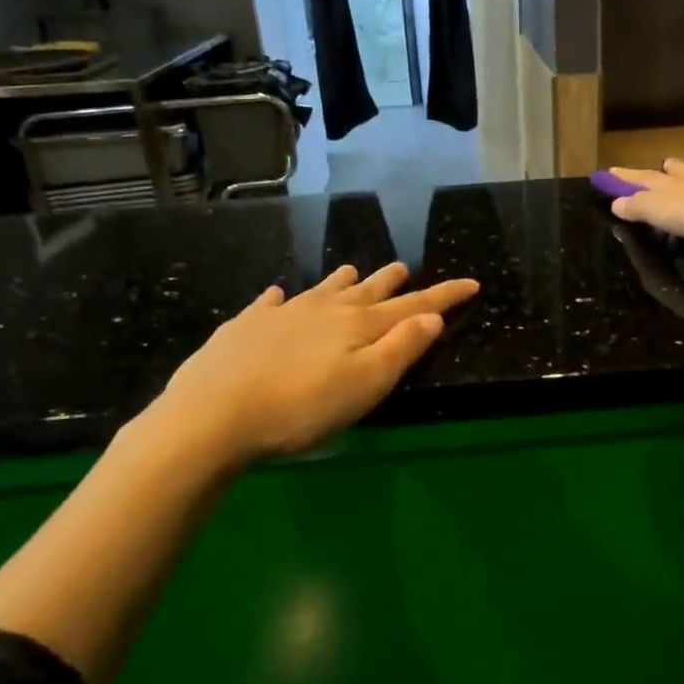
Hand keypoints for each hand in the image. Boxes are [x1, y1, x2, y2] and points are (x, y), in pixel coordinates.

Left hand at [139, 263, 478, 468]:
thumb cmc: (301, 408)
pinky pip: (268, 304)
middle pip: (366, 292)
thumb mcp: (365, 385)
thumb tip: (432, 317)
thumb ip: (401, 349)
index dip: (444, 296)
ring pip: (321, 290)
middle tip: (404, 269)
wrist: (212, 414)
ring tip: (354, 270)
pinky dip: (280, 298)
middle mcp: (323, 310)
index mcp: (358, 326)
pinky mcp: (245, 328)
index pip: (412, 307)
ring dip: (342, 281)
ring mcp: (281, 315)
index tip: (471, 283)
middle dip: (390, 282)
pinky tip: (276, 295)